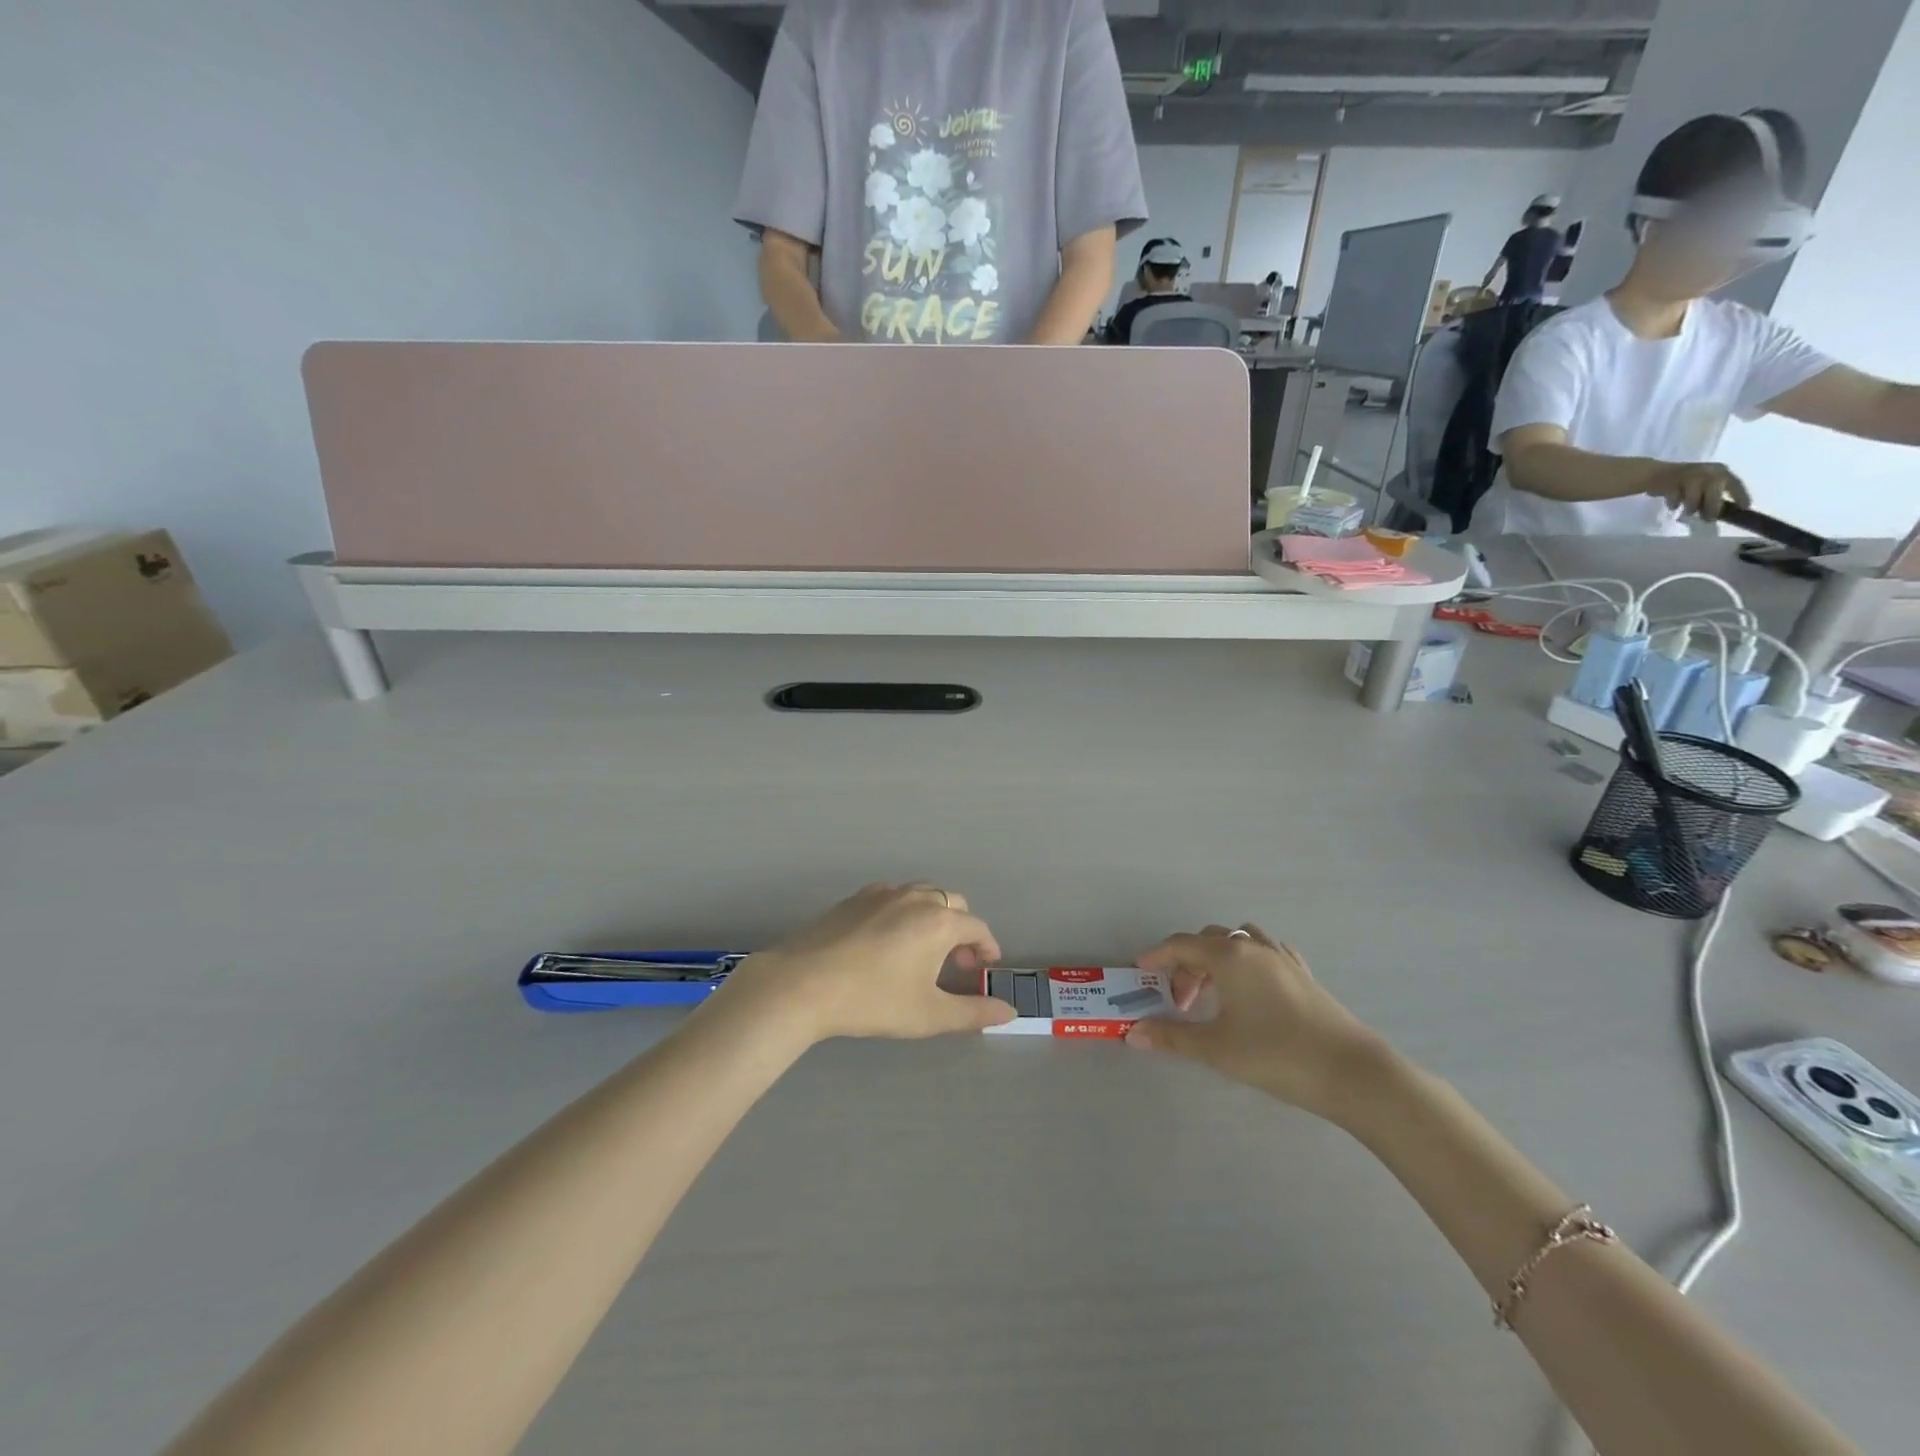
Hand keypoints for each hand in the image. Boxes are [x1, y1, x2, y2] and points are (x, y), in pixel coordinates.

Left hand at [710, 884, 1012, 1043]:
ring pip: (922, 895)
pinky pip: (893, 896)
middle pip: (953, 903)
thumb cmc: (873, 1000)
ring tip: (923, 950)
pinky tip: (888, 940)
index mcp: (939, 921)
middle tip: (956, 962)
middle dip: (962, 929)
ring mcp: (883, 893)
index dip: (987, 948)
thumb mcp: (928, 1014)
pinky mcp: (855, 898)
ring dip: (934, 916)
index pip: (977, 927)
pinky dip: (904, 911)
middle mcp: (916, 898)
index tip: (984, 968)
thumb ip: (973, 1012)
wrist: (803, 984)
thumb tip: (1010, 1011)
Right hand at [1125, 924, 1387, 1121]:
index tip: (1140, 972)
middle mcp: (1252, 946)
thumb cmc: (1275, 1055)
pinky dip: (1248, 960)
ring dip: (1218, 958)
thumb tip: (1134, 1033)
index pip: (1181, 945)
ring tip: (1214, 992)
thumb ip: (1172, 1037)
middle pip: (1208, 941)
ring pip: (1239, 939)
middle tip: (1179, 1001)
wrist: (1351, 1072)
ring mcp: (1281, 957)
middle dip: (1186, 964)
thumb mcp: (1216, 1049)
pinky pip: (1266, 951)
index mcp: (1227, 956)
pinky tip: (1251, 988)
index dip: (1157, 956)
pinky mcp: (1302, 973)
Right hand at [1652, 462, 1749, 520]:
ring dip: (1691, 508)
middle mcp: (1708, 472)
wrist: (1655, 474)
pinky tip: (1673, 506)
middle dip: (1712, 508)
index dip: (1740, 496)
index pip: (1735, 484)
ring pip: (1694, 498)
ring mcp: (1689, 477)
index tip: (1744, 508)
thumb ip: (1714, 494)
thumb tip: (1720, 512)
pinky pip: (1675, 499)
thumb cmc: (1684, 483)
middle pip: (1714, 493)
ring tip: (1687, 514)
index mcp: (1720, 471)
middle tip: (1709, 520)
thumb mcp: (1705, 484)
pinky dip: (1674, 504)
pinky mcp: (1671, 483)